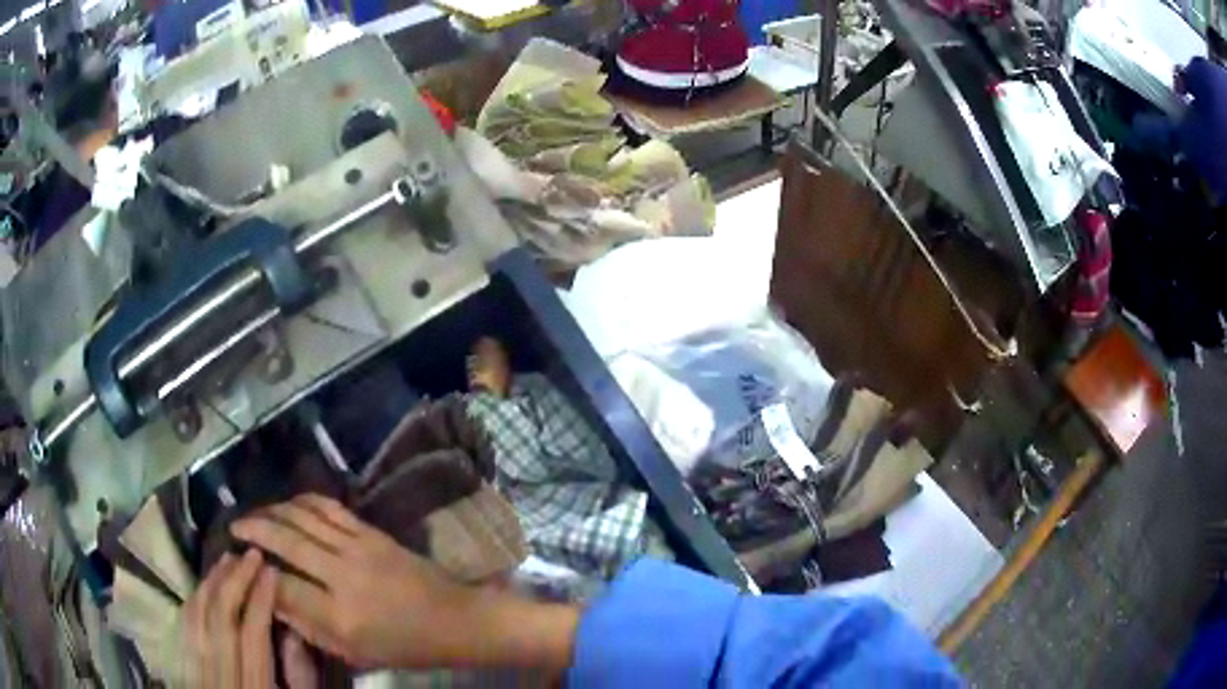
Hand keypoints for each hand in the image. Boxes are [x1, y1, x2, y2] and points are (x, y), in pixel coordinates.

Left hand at [184, 549, 319, 687]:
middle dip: (235, 580)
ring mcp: (194, 670)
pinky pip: (182, 625)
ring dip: (212, 582)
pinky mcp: (180, 665)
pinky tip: (204, 584)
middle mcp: (220, 677)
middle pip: (221, 619)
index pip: (254, 636)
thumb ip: (299, 676)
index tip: (271, 570)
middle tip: (250, 554)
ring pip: (197, 615)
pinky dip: (193, 599)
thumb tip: (293, 631)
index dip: (261, 600)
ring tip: (228, 559)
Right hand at [231, 494, 578, 674]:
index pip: (283, 587)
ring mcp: (359, 548)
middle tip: (234, 527)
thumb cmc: (406, 647)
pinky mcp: (373, 532)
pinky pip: (330, 508)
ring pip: (304, 517)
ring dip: (273, 510)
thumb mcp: (355, 653)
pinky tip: (288, 503)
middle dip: (254, 529)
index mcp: (340, 616)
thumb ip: (311, 630)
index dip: (258, 576)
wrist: (455, 619)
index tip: (242, 567)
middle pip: (286, 541)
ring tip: (254, 513)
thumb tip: (274, 601)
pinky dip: (304, 501)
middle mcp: (344, 575)